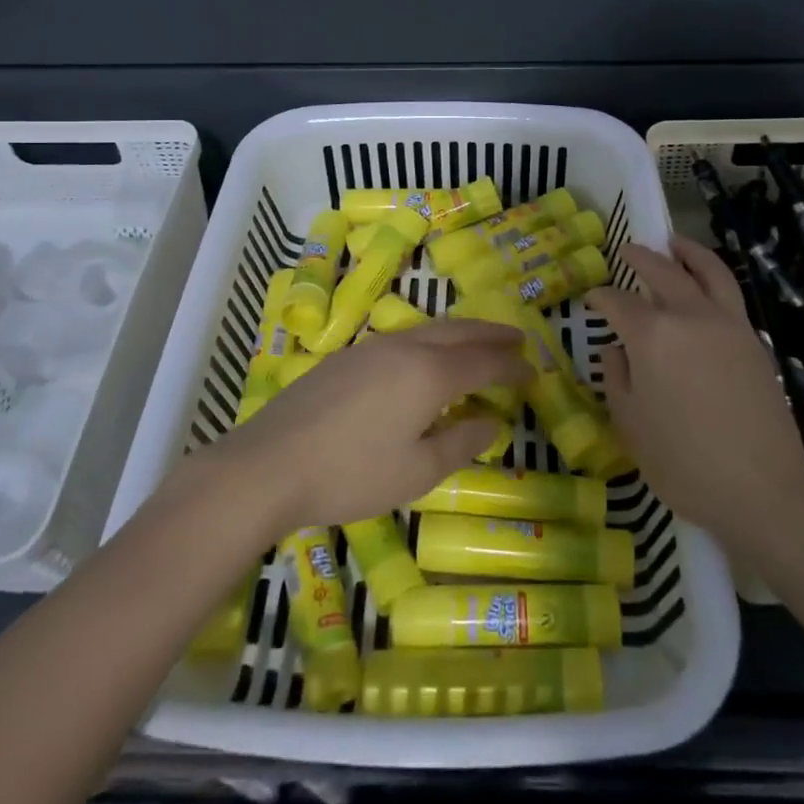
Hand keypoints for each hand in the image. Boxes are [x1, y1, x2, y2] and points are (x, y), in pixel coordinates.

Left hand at [202, 318, 528, 532]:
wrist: (270, 463)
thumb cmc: (351, 474)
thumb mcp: (416, 472)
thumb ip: (460, 443)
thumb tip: (491, 421)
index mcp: (429, 374)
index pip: (483, 361)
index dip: (511, 365)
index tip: (533, 371)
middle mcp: (405, 347)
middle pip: (459, 332)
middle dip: (492, 335)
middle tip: (518, 340)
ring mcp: (372, 347)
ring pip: (429, 329)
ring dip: (461, 333)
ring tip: (478, 344)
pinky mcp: (347, 356)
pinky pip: (404, 338)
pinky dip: (431, 342)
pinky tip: (426, 359)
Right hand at [587, 236, 803, 549]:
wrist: (763, 488)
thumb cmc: (683, 461)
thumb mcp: (630, 424)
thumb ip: (617, 378)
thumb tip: (617, 350)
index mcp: (652, 335)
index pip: (618, 302)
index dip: (600, 298)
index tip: (590, 300)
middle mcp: (690, 316)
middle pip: (662, 271)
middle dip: (640, 257)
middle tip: (626, 250)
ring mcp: (727, 324)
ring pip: (707, 271)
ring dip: (687, 252)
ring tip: (674, 242)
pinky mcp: (753, 340)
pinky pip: (729, 293)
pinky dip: (712, 276)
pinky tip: (703, 286)